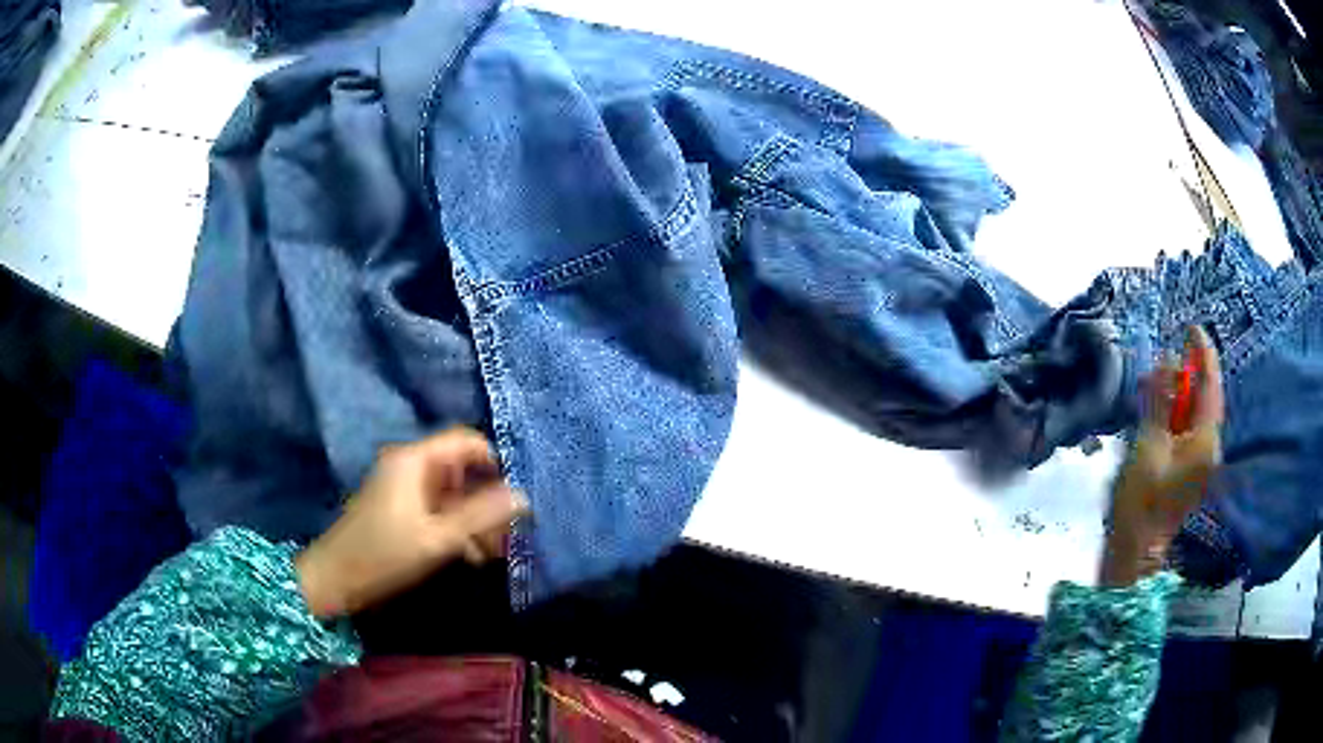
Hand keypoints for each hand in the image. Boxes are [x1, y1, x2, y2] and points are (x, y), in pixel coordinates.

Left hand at [296, 428, 528, 617]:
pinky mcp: (400, 508)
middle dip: (488, 500)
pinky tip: (471, 556)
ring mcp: (403, 487)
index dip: (496, 463)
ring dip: (475, 519)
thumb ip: (481, 516)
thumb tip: (524, 496)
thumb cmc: (384, 555)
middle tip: (509, 535)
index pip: (467, 441)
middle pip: (462, 469)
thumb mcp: (437, 538)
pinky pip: (438, 508)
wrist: (334, 579)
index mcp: (415, 460)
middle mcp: (410, 464)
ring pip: (452, 492)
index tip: (517, 497)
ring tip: (492, 554)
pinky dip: (457, 527)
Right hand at [1100, 326, 1223, 586]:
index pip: (1210, 387)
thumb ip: (1159, 402)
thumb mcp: (1147, 446)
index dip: (1203, 354)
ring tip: (1156, 381)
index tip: (1192, 327)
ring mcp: (1200, 461)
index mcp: (1205, 442)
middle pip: (1205, 398)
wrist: (1135, 552)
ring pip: (1196, 413)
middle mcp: (1209, 448)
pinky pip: (1187, 430)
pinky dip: (1175, 413)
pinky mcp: (1189, 469)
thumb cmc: (1141, 501)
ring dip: (1179, 394)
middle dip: (1188, 374)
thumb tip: (1165, 362)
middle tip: (1165, 360)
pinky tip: (1158, 407)